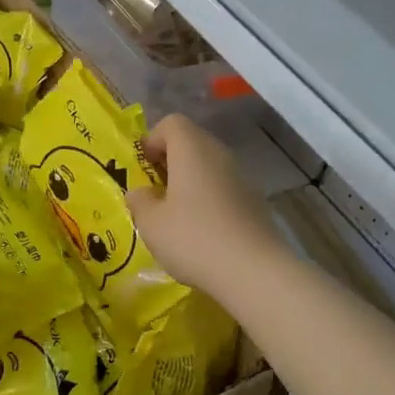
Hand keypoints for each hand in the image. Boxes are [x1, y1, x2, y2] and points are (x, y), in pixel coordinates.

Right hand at [127, 114, 284, 297]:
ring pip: (209, 168)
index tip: (142, 168)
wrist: (253, 271)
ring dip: (190, 183)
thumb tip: (140, 192)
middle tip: (154, 193)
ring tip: (175, 216)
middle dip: (170, 162)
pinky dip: (209, 201)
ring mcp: (242, 178)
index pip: (172, 123)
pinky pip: (224, 190)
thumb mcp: (151, 223)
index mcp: (192, 150)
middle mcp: (220, 155)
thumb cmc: (193, 239)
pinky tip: (201, 233)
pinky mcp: (255, 203)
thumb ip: (139, 201)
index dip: (152, 140)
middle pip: (192, 143)